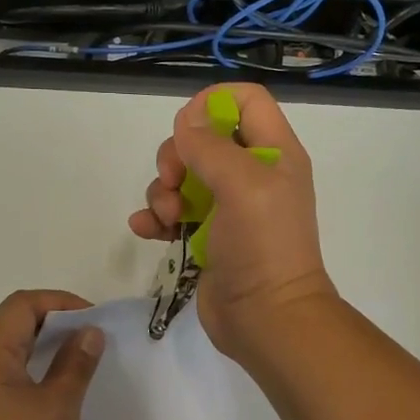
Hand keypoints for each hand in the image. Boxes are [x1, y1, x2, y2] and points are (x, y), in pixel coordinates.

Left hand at [0, 290, 106, 419]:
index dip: (61, 304)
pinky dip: (23, 366)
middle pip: (9, 322)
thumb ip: (75, 363)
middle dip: (52, 323)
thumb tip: (89, 333)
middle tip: (88, 340)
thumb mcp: (57, 407)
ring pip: (2, 346)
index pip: (22, 305)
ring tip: (74, 360)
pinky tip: (47, 385)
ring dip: (38, 345)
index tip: (93, 322)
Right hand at [128, 83, 337, 363]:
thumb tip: (186, 120)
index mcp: (273, 153)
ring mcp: (228, 207)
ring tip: (168, 217)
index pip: (246, 101)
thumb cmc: (262, 246)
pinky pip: (173, 212)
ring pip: (183, 175)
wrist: (266, 319)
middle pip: (204, 137)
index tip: (187, 127)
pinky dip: (156, 217)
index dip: (213, 103)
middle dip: (177, 155)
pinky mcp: (207, 236)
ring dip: (163, 191)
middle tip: (173, 182)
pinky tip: (146, 230)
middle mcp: (252, 174)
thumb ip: (211, 145)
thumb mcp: (242, 185)